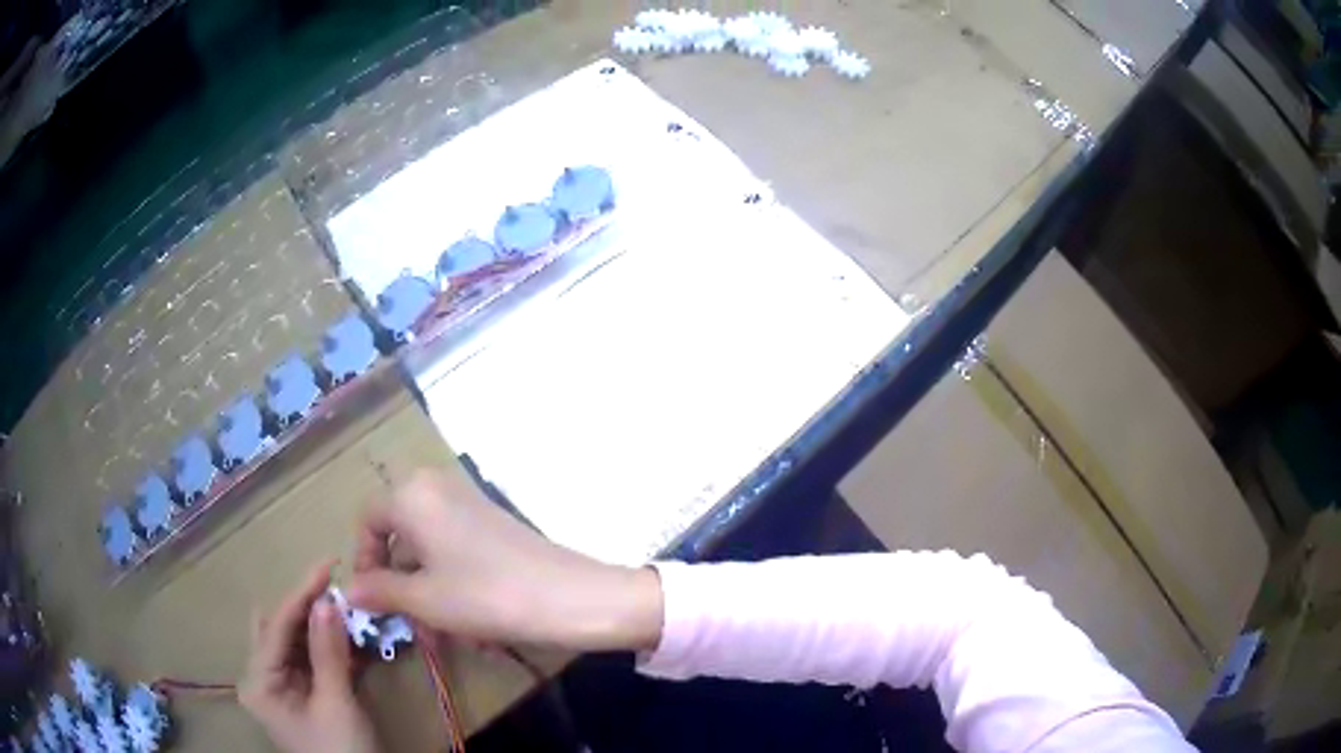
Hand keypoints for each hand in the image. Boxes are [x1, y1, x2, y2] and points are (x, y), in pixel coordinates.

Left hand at [240, 563, 379, 752]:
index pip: (277, 625)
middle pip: (280, 629)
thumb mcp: (337, 703)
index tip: (329, 564)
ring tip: (349, 609)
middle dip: (307, 607)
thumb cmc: (342, 752)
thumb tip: (328, 599)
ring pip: (296, 642)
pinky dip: (330, 647)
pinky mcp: (302, 695)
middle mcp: (263, 678)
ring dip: (321, 626)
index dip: (302, 593)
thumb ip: (328, 651)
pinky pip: (311, 660)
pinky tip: (352, 637)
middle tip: (339, 590)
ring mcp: (282, 687)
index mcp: (259, 681)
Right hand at [347, 468, 662, 651]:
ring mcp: (468, 503)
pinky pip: (456, 552)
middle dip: (402, 586)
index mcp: (412, 495)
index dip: (364, 561)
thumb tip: (350, 590)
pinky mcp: (493, 523)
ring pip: (430, 551)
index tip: (373, 599)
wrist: (568, 596)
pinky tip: (472, 625)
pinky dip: (454, 584)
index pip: (369, 522)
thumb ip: (380, 591)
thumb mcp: (424, 599)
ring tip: (445, 635)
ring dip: (430, 593)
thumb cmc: (484, 595)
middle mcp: (437, 488)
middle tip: (412, 626)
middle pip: (400, 537)